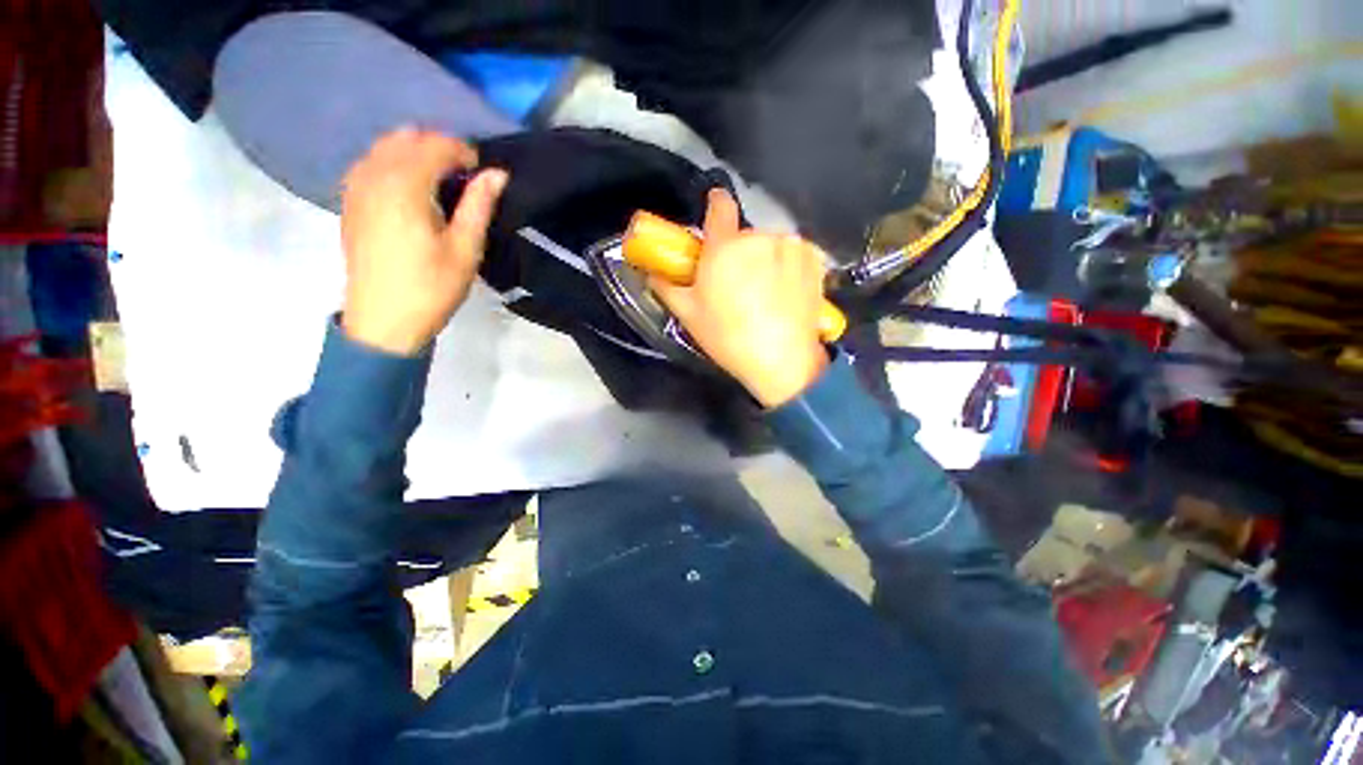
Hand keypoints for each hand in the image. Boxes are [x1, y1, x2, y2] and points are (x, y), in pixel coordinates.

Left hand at [340, 128, 507, 355]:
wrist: (384, 320)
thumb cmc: (432, 287)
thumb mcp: (465, 249)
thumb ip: (479, 206)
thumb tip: (497, 174)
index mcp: (405, 186)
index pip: (435, 146)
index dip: (463, 152)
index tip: (483, 173)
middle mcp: (374, 175)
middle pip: (406, 138)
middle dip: (439, 148)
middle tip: (464, 176)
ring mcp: (355, 187)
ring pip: (385, 147)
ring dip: (415, 154)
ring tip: (441, 182)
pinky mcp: (349, 201)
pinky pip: (370, 163)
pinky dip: (393, 164)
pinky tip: (410, 190)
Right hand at [649, 189, 829, 407]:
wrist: (782, 360)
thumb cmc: (728, 337)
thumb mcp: (689, 315)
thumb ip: (667, 287)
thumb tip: (652, 273)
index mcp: (724, 247)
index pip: (720, 204)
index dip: (715, 206)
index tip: (715, 216)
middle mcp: (759, 237)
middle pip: (744, 235)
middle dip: (739, 252)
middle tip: (737, 283)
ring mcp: (790, 247)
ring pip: (770, 244)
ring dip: (765, 259)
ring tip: (764, 293)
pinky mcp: (814, 260)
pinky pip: (794, 253)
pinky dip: (788, 265)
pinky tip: (786, 292)